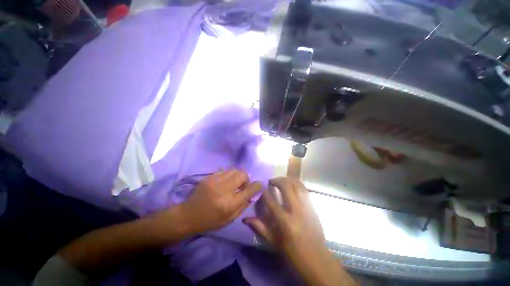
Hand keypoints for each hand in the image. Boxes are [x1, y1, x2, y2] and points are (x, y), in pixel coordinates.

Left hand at [180, 170, 262, 233]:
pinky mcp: (209, 177)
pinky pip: (225, 170)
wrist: (188, 215)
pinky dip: (229, 174)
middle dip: (246, 179)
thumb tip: (252, 193)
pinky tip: (225, 181)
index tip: (259, 185)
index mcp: (230, 204)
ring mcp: (215, 181)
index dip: (257, 185)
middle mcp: (224, 190)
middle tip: (241, 186)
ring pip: (234, 170)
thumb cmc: (210, 220)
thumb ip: (243, 205)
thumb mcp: (230, 219)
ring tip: (233, 183)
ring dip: (237, 176)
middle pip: (243, 174)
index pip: (250, 189)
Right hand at [243, 177, 324, 259]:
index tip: (261, 188)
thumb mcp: (273, 241)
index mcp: (284, 221)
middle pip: (286, 187)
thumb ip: (259, 227)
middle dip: (277, 180)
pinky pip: (304, 189)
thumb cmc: (292, 251)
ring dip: (287, 180)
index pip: (271, 201)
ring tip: (281, 181)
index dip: (264, 192)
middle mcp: (295, 210)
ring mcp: (306, 207)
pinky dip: (297, 184)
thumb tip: (245, 218)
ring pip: (296, 185)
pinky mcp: (312, 206)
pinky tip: (292, 184)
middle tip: (271, 181)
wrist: (316, 258)